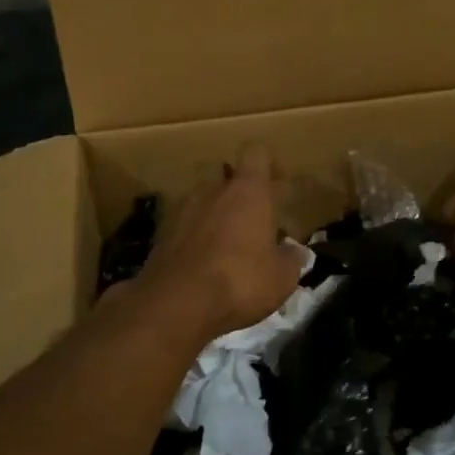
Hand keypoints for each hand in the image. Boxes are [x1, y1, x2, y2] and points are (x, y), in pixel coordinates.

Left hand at [129, 143, 304, 345]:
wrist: (178, 302)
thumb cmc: (240, 281)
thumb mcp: (281, 278)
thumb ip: (290, 260)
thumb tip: (295, 252)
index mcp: (248, 191)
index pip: (256, 152)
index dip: (267, 162)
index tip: (276, 181)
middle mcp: (212, 190)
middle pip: (219, 169)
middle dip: (230, 184)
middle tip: (244, 210)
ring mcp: (181, 210)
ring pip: (197, 197)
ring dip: (209, 211)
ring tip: (221, 240)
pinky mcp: (160, 234)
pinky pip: (180, 224)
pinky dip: (189, 235)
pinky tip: (198, 260)